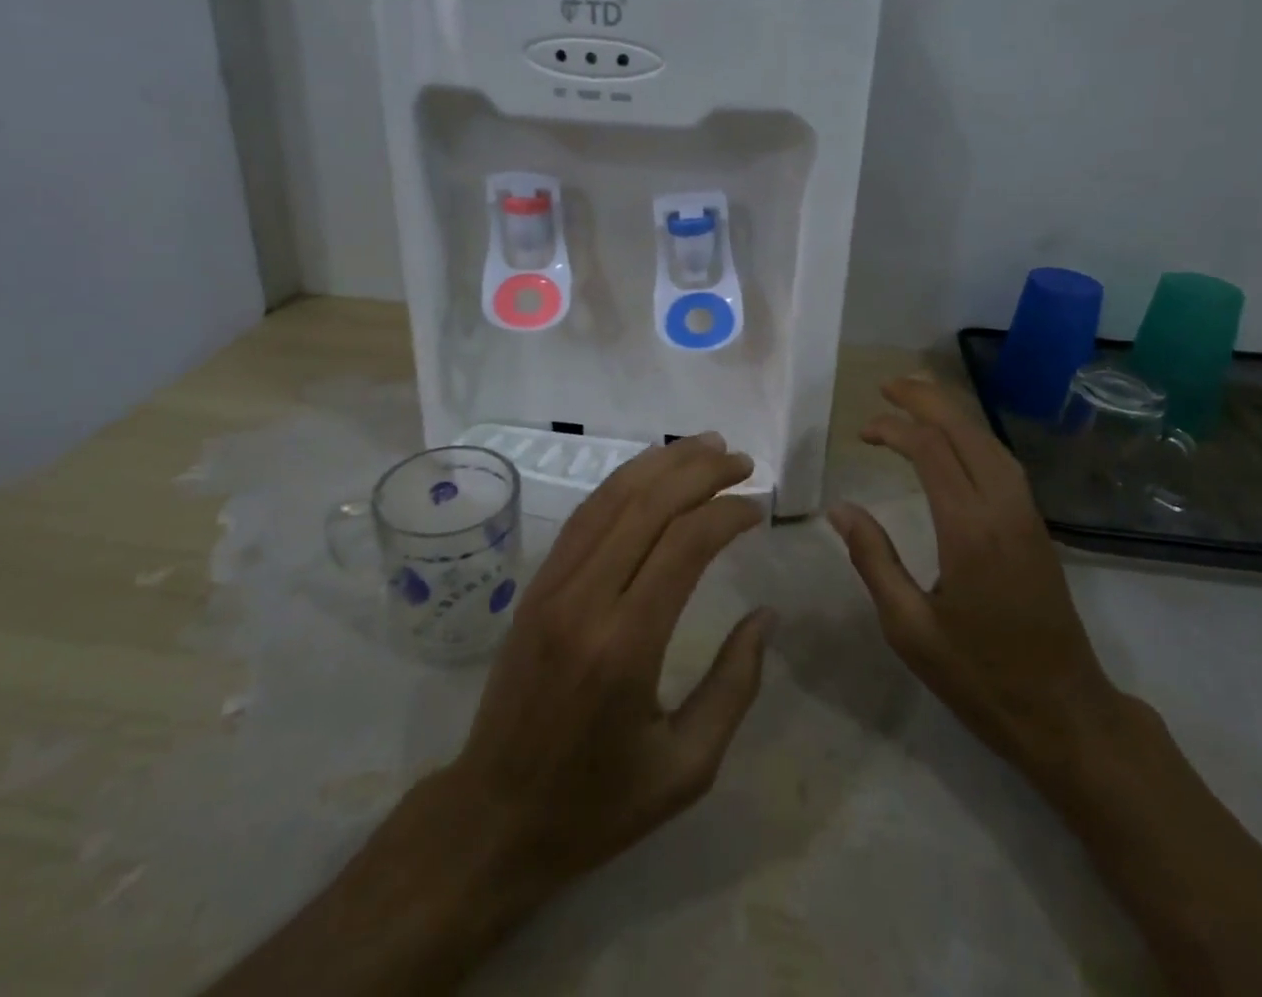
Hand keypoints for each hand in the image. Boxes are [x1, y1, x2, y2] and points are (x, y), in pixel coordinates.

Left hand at [362, 433, 771, 911]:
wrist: (495, 816)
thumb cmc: (599, 803)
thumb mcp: (687, 768)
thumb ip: (734, 686)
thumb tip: (766, 616)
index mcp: (626, 646)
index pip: (684, 544)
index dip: (727, 512)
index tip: (758, 508)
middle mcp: (586, 599)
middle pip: (648, 504)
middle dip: (700, 471)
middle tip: (742, 461)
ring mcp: (553, 585)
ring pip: (612, 497)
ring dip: (662, 463)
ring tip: (706, 446)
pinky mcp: (537, 584)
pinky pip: (585, 515)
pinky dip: (624, 482)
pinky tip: (651, 472)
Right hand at [829, 377, 1121, 776]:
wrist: (1065, 713)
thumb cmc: (980, 677)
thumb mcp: (910, 629)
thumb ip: (873, 560)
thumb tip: (840, 509)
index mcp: (969, 530)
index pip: (931, 450)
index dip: (894, 429)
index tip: (862, 431)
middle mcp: (1003, 509)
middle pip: (966, 431)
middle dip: (926, 400)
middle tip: (887, 387)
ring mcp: (1027, 515)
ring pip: (990, 441)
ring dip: (953, 413)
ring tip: (916, 400)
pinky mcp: (1037, 527)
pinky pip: (1004, 461)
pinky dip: (973, 436)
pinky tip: (955, 442)